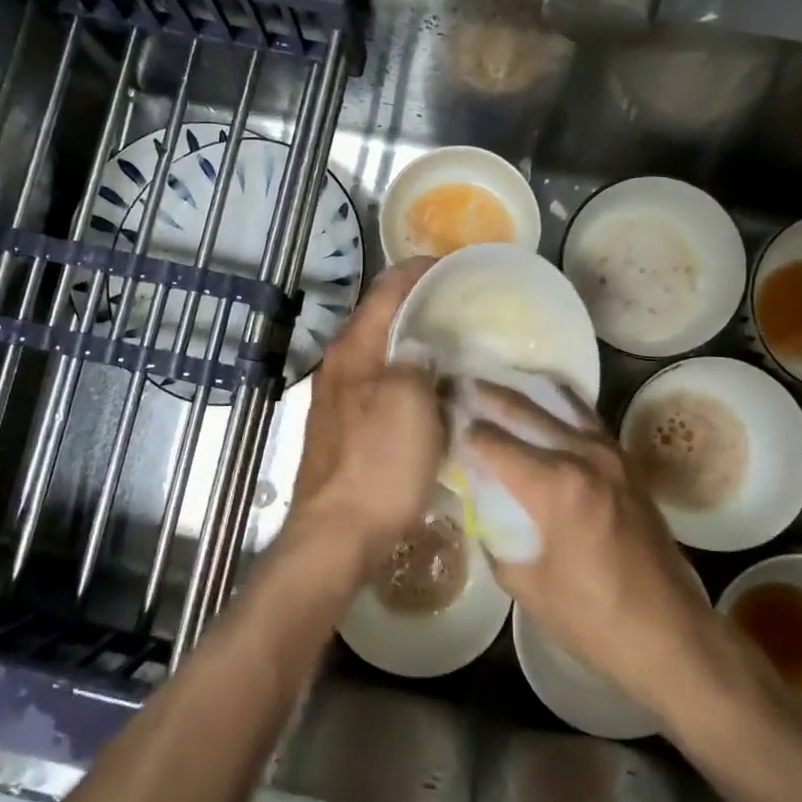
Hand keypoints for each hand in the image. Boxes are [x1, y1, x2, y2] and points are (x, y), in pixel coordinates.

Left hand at [281, 257, 446, 587]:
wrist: (336, 535)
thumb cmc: (377, 466)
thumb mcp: (409, 405)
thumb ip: (418, 363)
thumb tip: (424, 345)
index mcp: (354, 350)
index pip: (386, 290)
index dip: (420, 270)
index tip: (456, 266)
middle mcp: (341, 366)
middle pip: (382, 320)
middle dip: (420, 306)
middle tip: (465, 307)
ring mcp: (339, 399)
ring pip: (383, 355)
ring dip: (416, 344)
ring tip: (458, 346)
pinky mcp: (345, 429)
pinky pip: (383, 386)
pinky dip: (410, 378)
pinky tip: (436, 392)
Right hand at [465, 385, 754, 721]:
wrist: (670, 635)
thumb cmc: (592, 618)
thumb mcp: (526, 584)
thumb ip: (495, 538)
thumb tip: (477, 510)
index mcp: (555, 485)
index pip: (493, 442)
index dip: (460, 430)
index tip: (437, 417)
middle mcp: (584, 455)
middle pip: (524, 410)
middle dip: (485, 396)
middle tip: (456, 384)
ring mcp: (612, 454)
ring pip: (560, 404)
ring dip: (523, 394)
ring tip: (493, 385)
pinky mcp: (629, 464)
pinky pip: (587, 420)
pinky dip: (559, 407)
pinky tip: (543, 406)